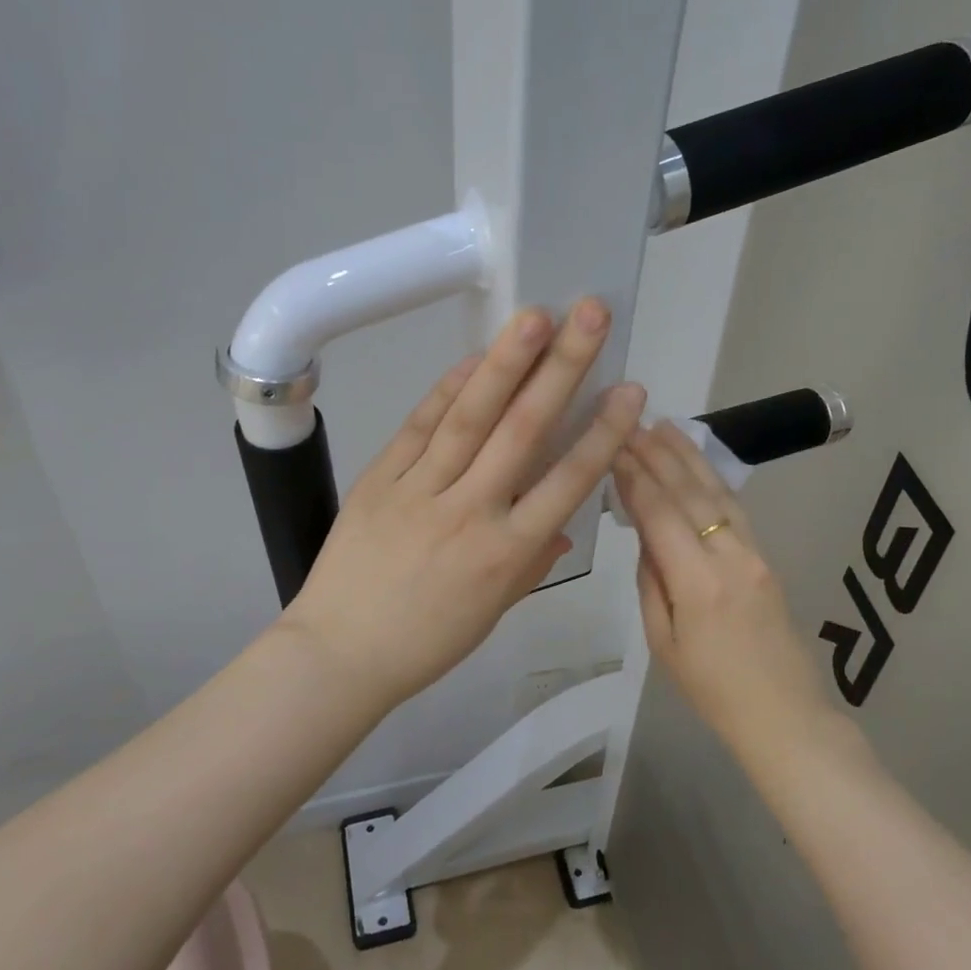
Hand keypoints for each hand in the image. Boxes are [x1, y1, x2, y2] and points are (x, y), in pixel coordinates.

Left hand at [285, 298, 646, 712]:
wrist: (340, 654)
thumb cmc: (425, 643)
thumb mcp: (492, 611)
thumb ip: (530, 563)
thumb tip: (559, 524)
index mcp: (507, 554)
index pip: (567, 482)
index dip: (603, 433)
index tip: (630, 389)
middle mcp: (471, 513)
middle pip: (524, 431)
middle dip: (562, 369)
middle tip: (590, 315)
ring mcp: (421, 492)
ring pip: (470, 417)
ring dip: (506, 362)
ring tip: (535, 315)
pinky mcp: (379, 480)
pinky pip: (418, 427)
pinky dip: (446, 390)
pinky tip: (473, 358)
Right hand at [612, 421, 835, 742]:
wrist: (783, 713)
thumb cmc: (711, 689)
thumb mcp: (663, 642)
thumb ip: (651, 582)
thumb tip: (645, 536)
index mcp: (697, 583)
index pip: (660, 514)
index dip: (635, 477)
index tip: (613, 446)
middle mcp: (729, 557)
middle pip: (690, 494)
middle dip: (657, 455)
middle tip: (631, 423)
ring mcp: (754, 554)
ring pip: (718, 493)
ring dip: (688, 457)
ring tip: (664, 427)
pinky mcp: (766, 558)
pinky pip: (735, 509)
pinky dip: (713, 479)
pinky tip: (697, 463)